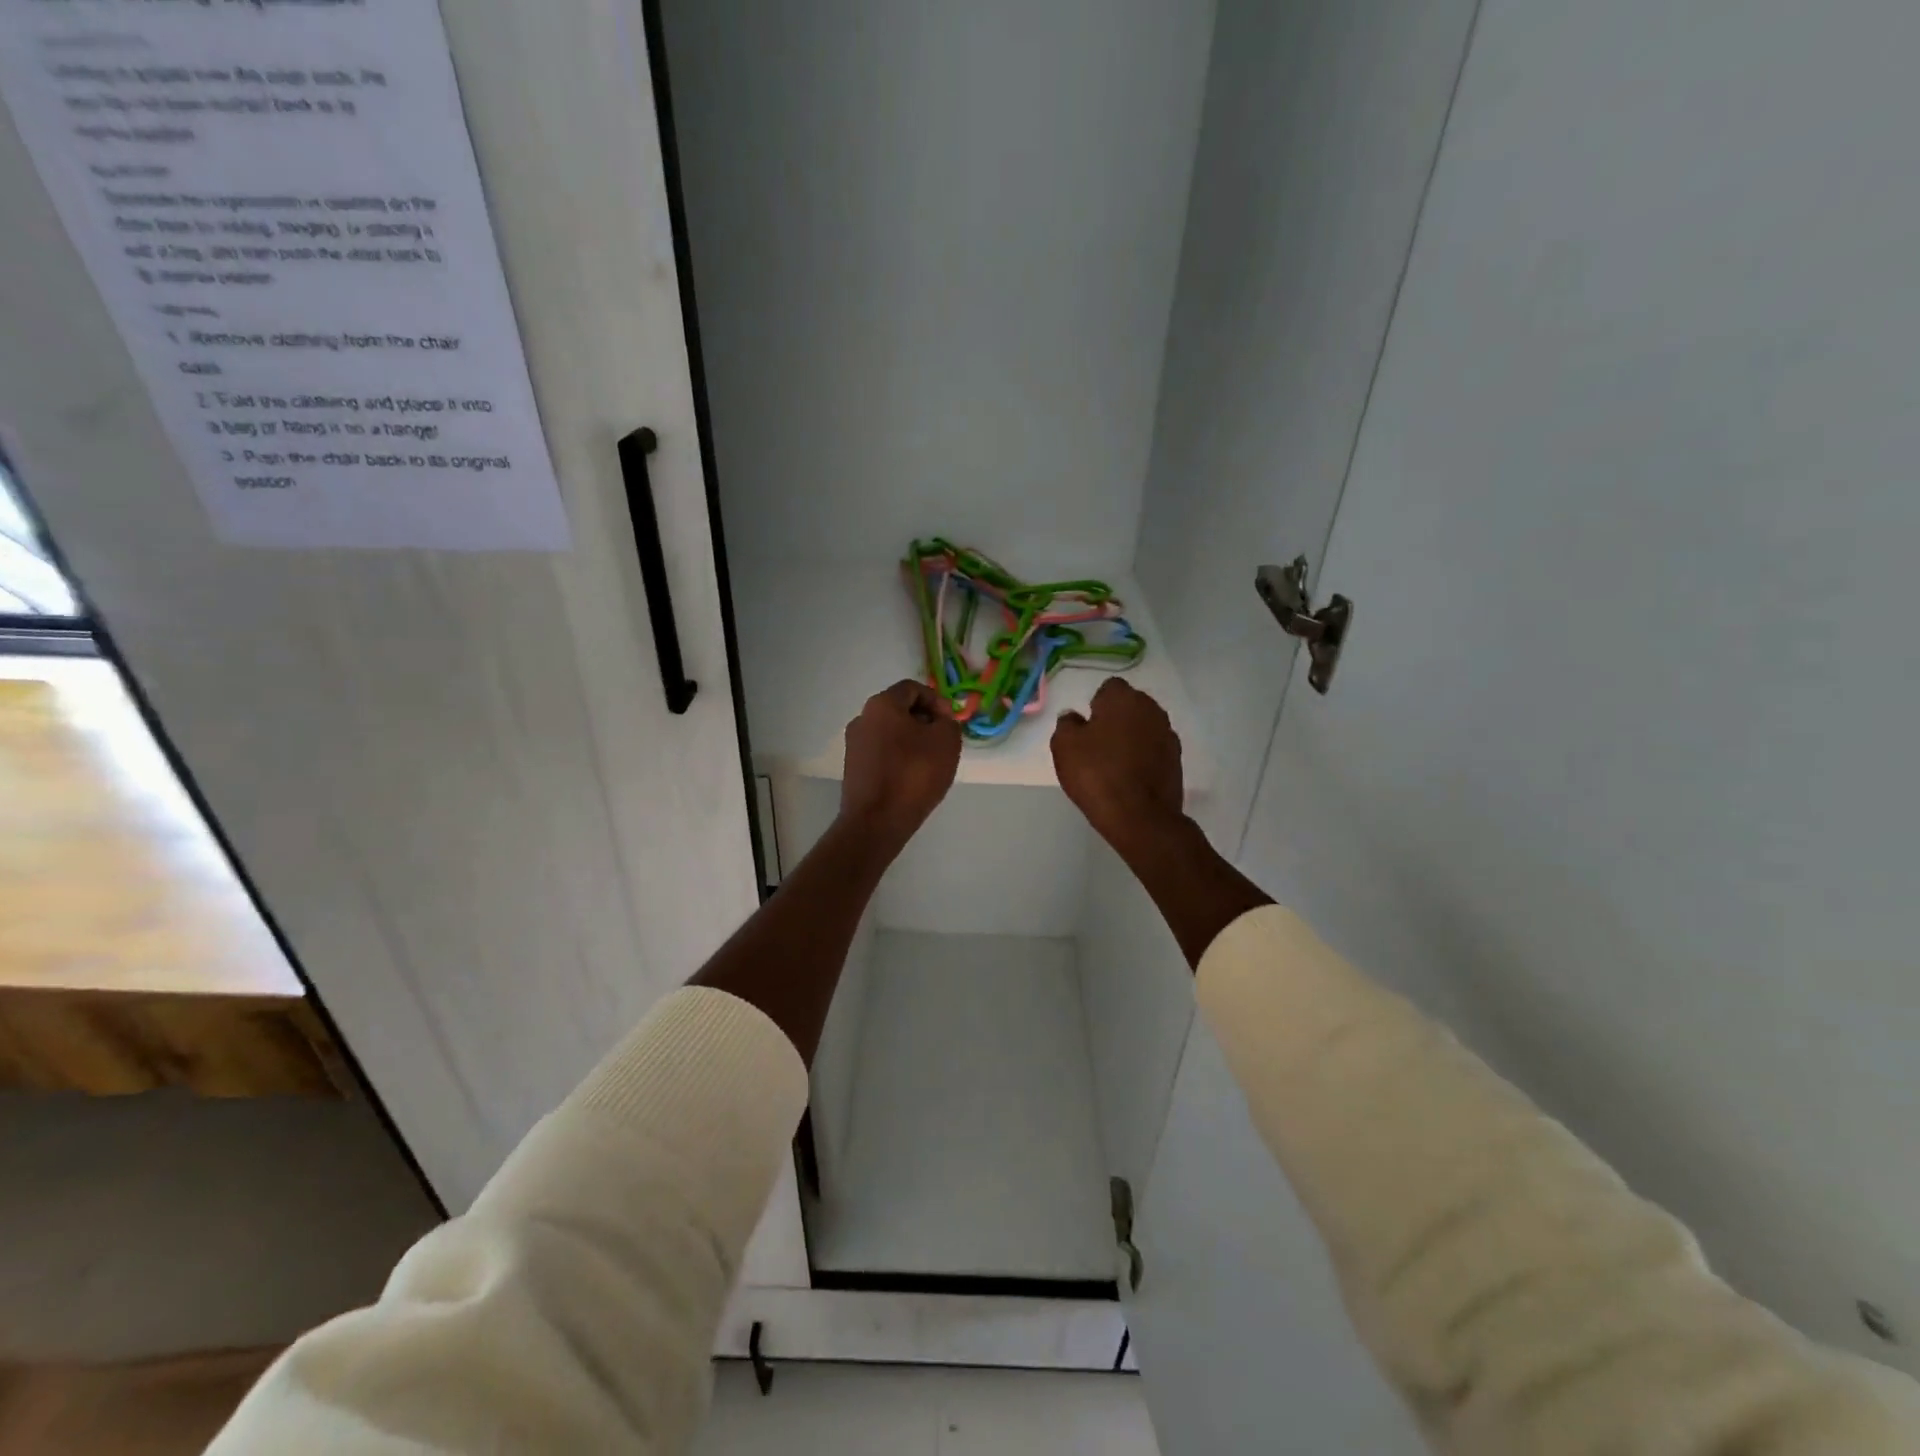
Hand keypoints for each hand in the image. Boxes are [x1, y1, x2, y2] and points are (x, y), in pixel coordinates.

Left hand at [841, 679, 961, 846]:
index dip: (936, 700)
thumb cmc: (914, 774)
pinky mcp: (853, 768)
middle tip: (943, 742)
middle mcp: (862, 718)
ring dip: (912, 741)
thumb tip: (939, 721)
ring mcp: (854, 744)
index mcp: (882, 704)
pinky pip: (882, 752)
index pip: (912, 688)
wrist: (876, 821)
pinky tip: (912, 778)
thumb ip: (948, 722)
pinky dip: (899, 757)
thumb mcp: (947, 741)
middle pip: (899, 709)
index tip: (950, 722)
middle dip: (925, 721)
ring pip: (890, 732)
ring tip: (930, 762)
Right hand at [1051, 678, 1184, 849]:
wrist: (1139, 816)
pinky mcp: (1176, 760)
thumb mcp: (1064, 746)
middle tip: (1097, 745)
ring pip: (1143, 728)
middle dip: (1115, 719)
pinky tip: (1130, 777)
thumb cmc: (1097, 774)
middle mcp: (1151, 709)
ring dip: (1131, 738)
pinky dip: (1143, 757)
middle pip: (1129, 706)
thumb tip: (1074, 718)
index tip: (1086, 728)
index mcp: (1124, 699)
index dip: (1096, 706)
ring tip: (1113, 764)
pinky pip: (1154, 750)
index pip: (1109, 688)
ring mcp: (1168, 735)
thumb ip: (1067, 724)